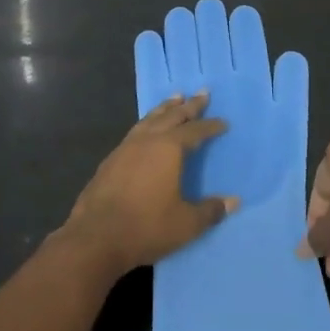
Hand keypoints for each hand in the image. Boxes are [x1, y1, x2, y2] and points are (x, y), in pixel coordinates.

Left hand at [65, 93, 237, 274]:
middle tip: (202, 92)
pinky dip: (148, 123)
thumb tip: (233, 202)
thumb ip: (210, 211)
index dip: (211, 126)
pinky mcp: (110, 160)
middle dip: (189, 105)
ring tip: (175, 98)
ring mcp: (126, 147)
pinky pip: (135, 131)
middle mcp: (148, 140)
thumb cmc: (146, 227)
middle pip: (172, 116)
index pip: (195, 130)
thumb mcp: (186, 224)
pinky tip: (147, 130)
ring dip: (165, 108)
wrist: (96, 237)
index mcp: (169, 149)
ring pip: (150, 119)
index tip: (223, 122)